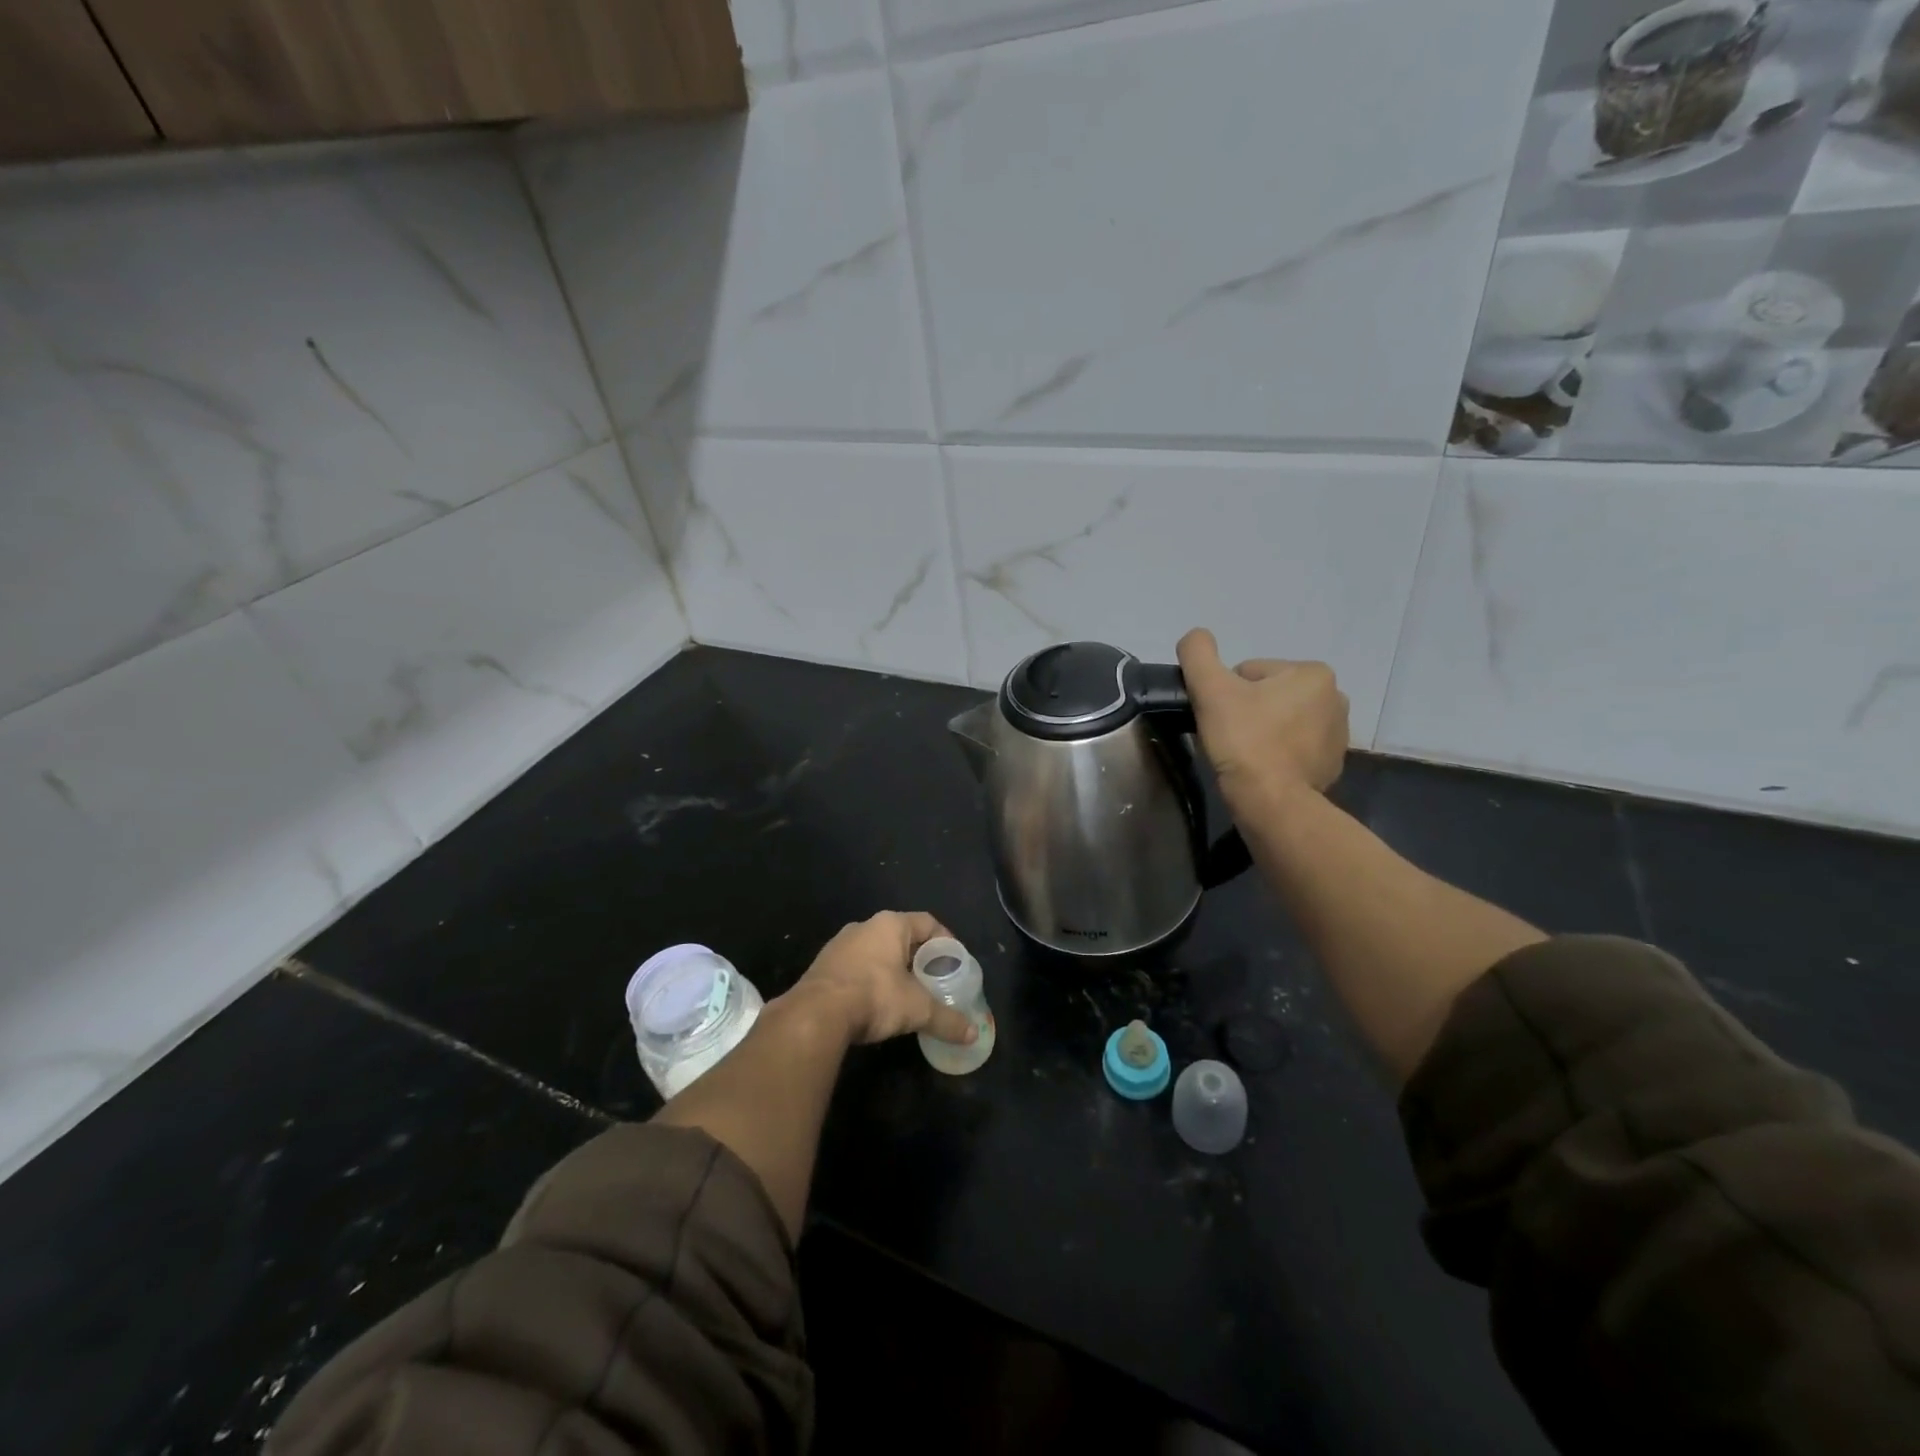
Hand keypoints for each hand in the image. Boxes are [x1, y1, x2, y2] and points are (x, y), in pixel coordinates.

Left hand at [790, 911, 977, 1046]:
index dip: (945, 940)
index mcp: (890, 924)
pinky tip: (876, 1002)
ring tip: (907, 993)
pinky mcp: (823, 966)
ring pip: (876, 951)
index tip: (954, 962)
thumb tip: (972, 1034)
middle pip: (901, 936)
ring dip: (893, 968)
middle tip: (934, 980)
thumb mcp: (917, 1009)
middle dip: (919, 957)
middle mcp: (864, 926)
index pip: (927, 922)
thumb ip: (946, 1019)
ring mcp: (840, 944)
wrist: (815, 1014)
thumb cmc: (874, 996)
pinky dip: (870, 979)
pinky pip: (856, 966)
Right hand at [1176, 627, 1348, 809]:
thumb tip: (1195, 637)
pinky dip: (1276, 754)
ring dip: (1261, 732)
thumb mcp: (1210, 689)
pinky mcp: (1332, 764)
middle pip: (1267, 695)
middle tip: (1229, 737)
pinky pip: (1293, 748)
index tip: (1220, 718)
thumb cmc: (1244, 740)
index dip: (1225, 693)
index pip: (1249, 673)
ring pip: (1280, 721)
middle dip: (1246, 711)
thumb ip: (1198, 652)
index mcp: (1313, 673)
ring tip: (1244, 755)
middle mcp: (1335, 698)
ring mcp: (1338, 735)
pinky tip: (1261, 769)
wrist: (1271, 802)